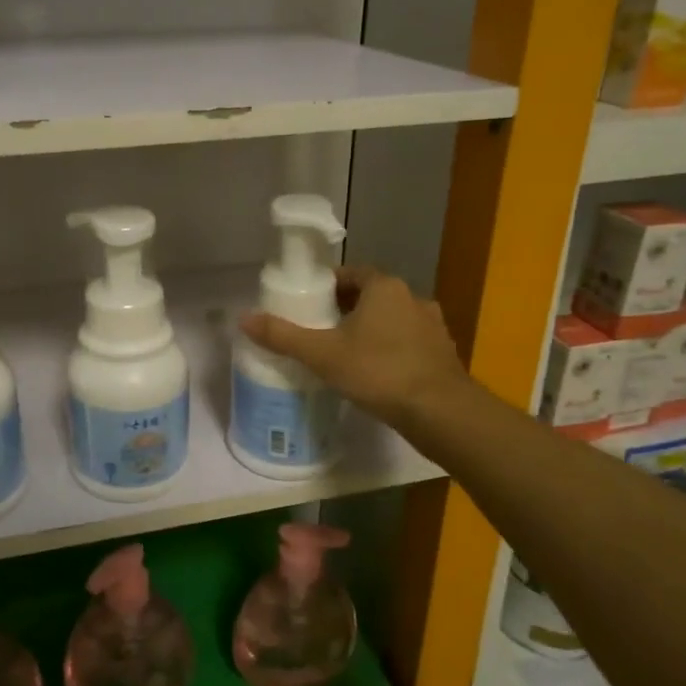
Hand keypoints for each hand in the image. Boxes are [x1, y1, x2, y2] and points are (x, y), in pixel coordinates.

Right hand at [241, 265, 468, 429]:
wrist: (439, 411)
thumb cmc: (378, 371)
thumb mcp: (322, 354)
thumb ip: (283, 336)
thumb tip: (243, 318)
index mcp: (384, 287)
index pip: (350, 274)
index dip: (327, 286)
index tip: (308, 303)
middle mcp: (412, 298)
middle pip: (371, 296)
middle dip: (346, 309)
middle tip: (320, 331)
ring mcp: (432, 326)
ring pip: (392, 320)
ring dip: (371, 331)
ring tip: (346, 354)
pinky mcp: (442, 353)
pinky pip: (409, 343)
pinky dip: (391, 351)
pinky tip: (376, 374)